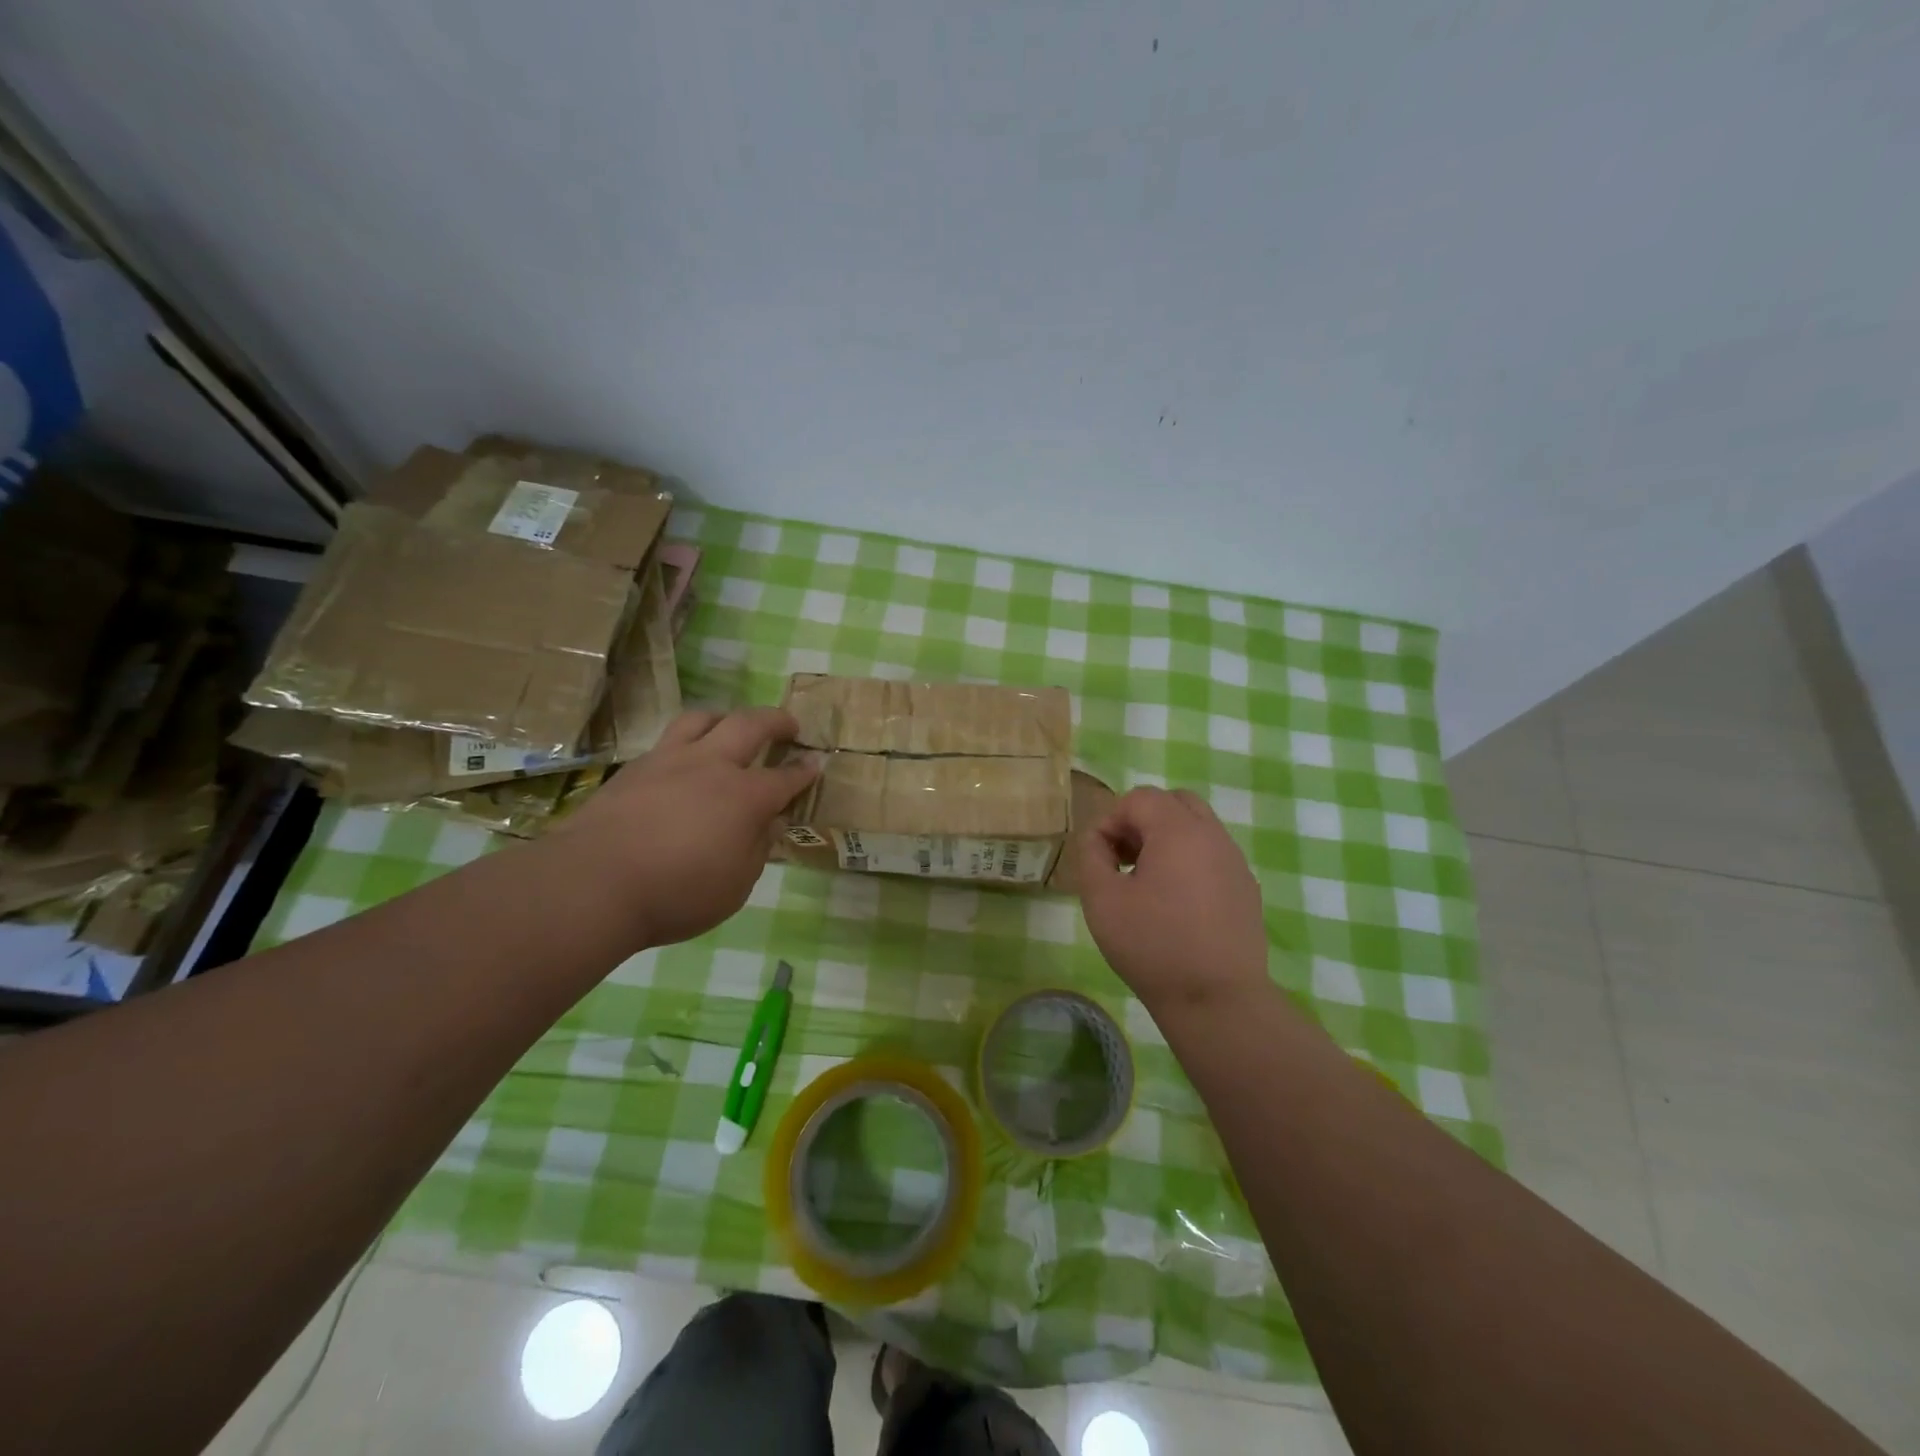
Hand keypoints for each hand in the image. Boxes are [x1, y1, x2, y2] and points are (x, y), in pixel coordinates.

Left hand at [557, 707, 818, 946]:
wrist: (593, 883)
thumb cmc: (676, 894)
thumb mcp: (736, 886)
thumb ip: (756, 849)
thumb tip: (767, 824)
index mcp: (745, 796)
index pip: (785, 778)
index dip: (804, 772)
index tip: (817, 764)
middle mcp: (711, 766)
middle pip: (750, 725)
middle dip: (776, 721)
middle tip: (789, 726)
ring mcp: (668, 761)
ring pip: (703, 719)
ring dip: (726, 718)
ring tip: (731, 727)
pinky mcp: (634, 769)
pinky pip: (668, 741)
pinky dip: (687, 741)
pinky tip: (683, 761)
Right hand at [1077, 786, 1271, 1014]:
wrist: (1216, 999)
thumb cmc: (1152, 945)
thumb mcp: (1101, 899)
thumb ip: (1092, 856)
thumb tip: (1098, 840)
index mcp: (1178, 831)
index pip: (1139, 798)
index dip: (1111, 820)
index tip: (1100, 856)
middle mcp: (1213, 836)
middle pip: (1174, 802)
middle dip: (1142, 820)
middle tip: (1124, 857)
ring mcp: (1235, 861)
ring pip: (1197, 827)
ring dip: (1167, 838)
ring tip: (1147, 880)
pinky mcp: (1246, 888)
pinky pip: (1213, 855)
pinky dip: (1190, 860)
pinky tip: (1176, 903)